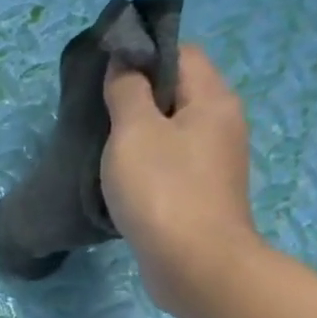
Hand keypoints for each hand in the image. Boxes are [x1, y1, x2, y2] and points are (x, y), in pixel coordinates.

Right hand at [102, 45, 260, 317]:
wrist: (194, 264)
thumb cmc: (162, 190)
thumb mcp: (134, 132)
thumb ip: (126, 92)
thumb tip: (123, 61)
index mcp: (213, 99)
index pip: (181, 53)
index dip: (142, 54)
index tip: (103, 72)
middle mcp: (222, 124)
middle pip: (178, 91)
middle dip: (137, 95)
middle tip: (95, 111)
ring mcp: (214, 162)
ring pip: (172, 130)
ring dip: (138, 133)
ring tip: (101, 146)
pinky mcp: (201, 194)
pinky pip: (170, 162)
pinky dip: (145, 163)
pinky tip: (119, 179)